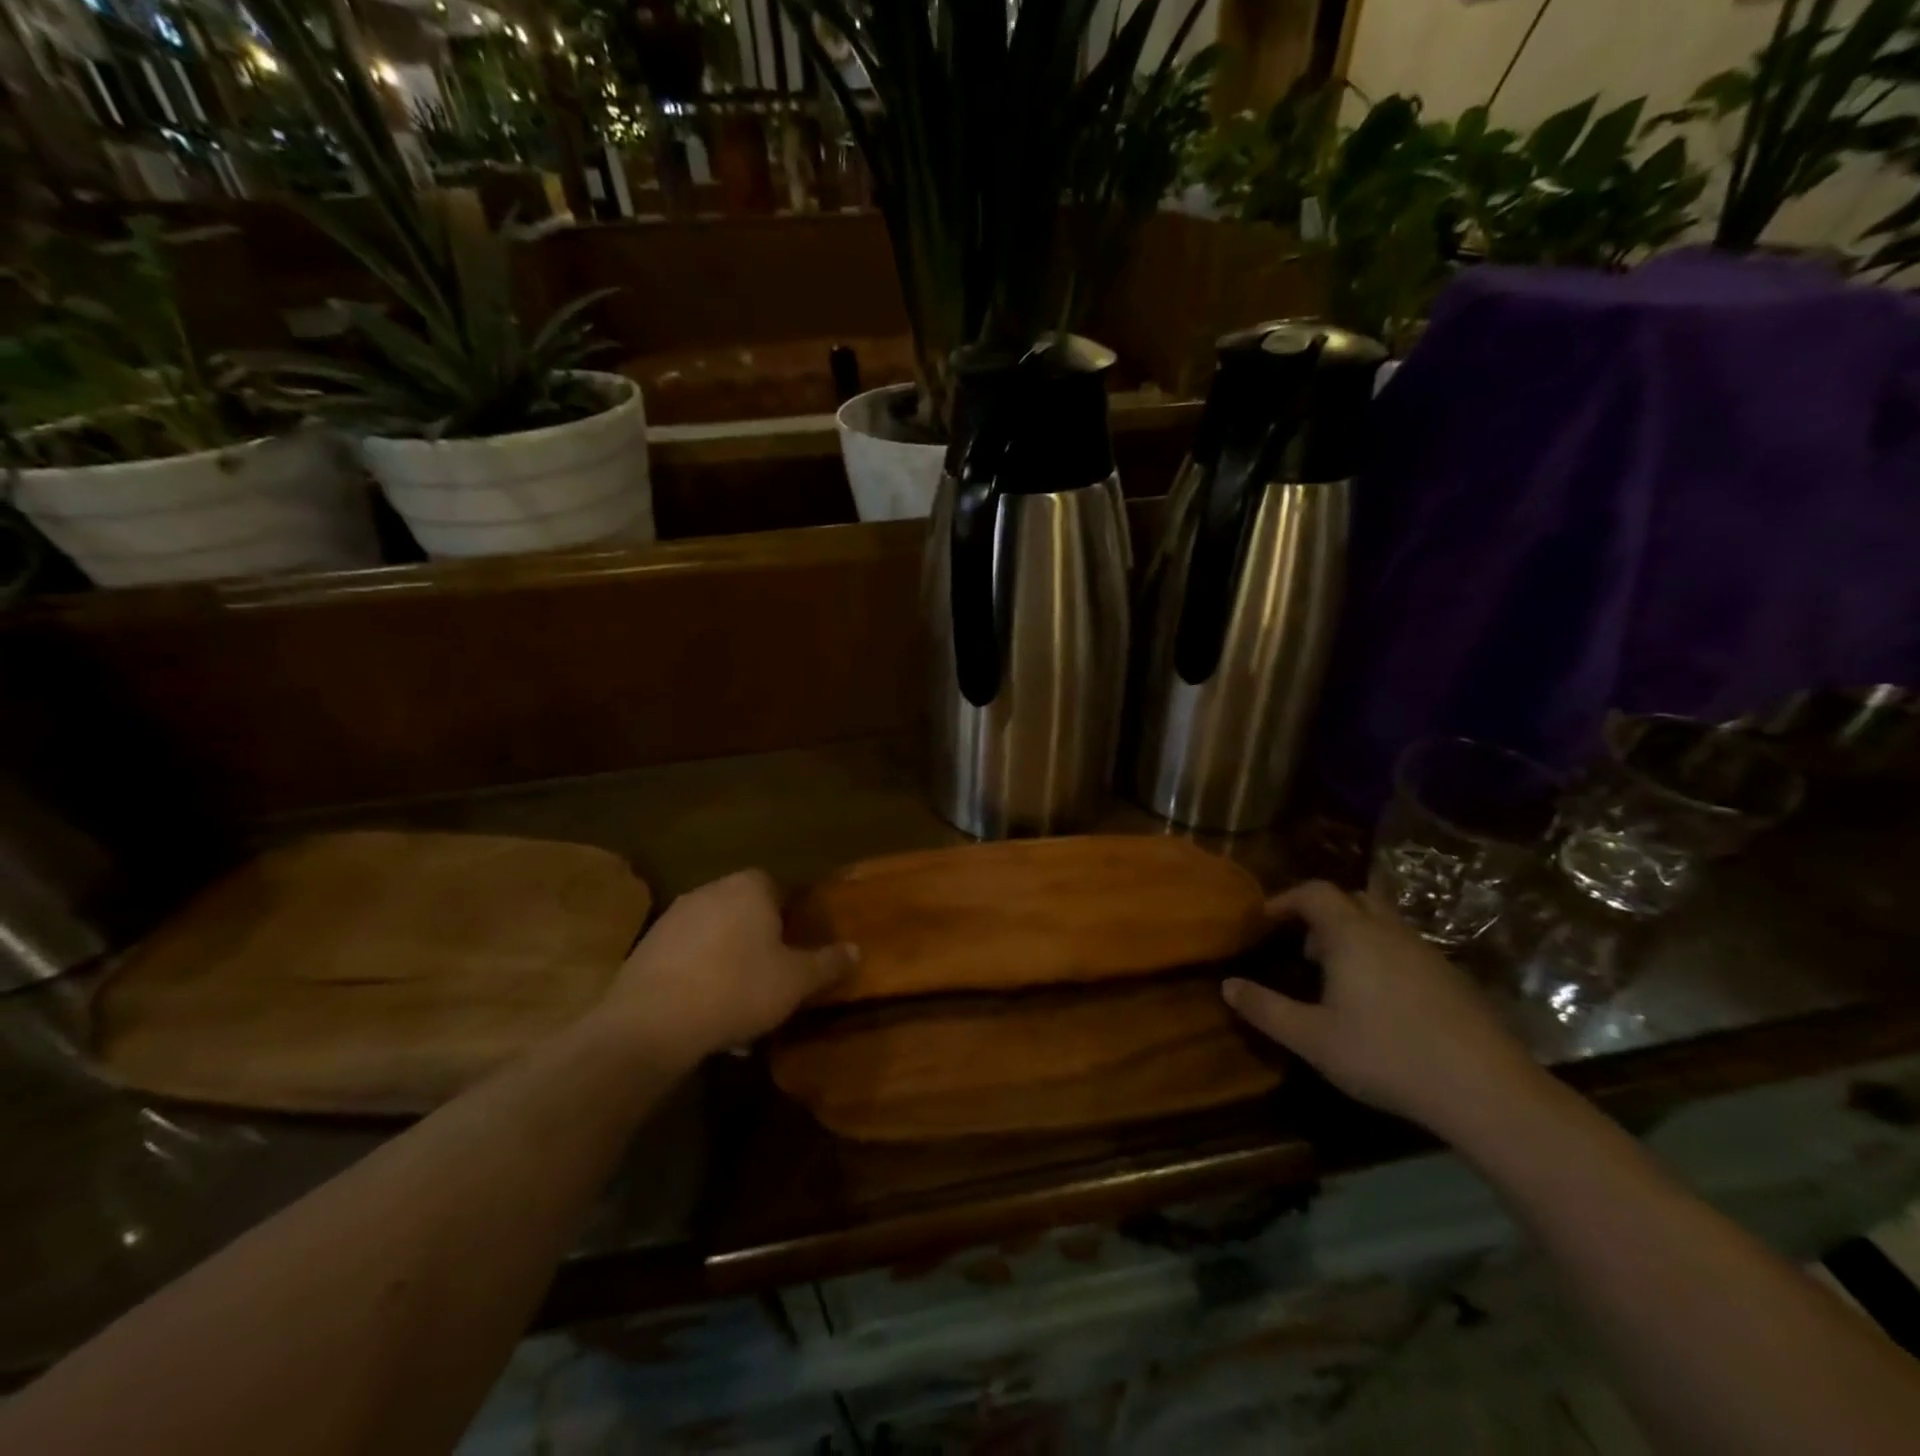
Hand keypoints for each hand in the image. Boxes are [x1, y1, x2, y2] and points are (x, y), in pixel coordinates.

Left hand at [593, 870, 854, 1062]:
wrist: (653, 1021)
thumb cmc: (738, 988)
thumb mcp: (796, 980)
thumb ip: (827, 963)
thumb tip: (857, 950)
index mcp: (750, 887)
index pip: (777, 887)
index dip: (789, 917)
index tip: (795, 947)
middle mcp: (710, 890)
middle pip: (743, 909)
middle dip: (757, 939)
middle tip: (770, 975)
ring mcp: (673, 917)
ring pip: (713, 935)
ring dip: (726, 959)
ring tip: (738, 1003)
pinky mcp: (646, 947)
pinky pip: (685, 956)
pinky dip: (698, 976)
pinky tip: (704, 1012)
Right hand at [1222, 880, 1546, 1136]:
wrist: (1486, 1090)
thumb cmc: (1386, 1055)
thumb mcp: (1312, 1038)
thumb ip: (1265, 1009)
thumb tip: (1227, 985)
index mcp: (1352, 934)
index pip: (1314, 892)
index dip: (1285, 899)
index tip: (1264, 921)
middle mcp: (1390, 931)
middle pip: (1352, 898)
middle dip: (1322, 913)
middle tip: (1304, 948)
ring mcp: (1427, 953)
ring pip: (1383, 923)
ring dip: (1354, 935)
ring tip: (1338, 978)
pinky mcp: (1454, 979)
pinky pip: (1407, 949)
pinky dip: (1383, 957)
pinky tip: (1381, 1003)